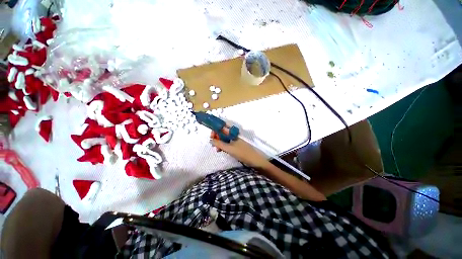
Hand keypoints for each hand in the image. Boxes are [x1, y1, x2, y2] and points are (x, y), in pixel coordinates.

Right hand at [210, 126, 269, 168]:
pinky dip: (223, 146)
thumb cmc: (242, 152)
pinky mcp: (235, 145)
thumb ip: (219, 144)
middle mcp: (233, 135)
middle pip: (222, 133)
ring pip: (224, 139)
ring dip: (219, 143)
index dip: (215, 130)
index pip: (222, 127)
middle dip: (216, 138)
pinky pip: (227, 144)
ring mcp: (235, 140)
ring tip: (217, 150)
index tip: (211, 136)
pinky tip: (221, 151)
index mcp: (233, 133)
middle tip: (213, 145)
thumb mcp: (229, 148)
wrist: (254, 160)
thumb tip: (210, 140)